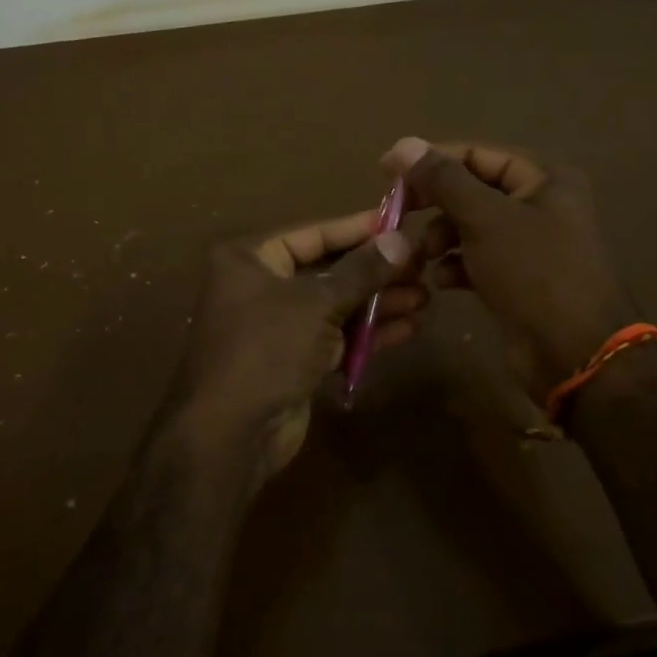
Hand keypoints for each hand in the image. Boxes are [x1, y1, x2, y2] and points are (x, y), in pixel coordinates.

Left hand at [171, 212, 424, 487]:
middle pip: (326, 269)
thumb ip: (361, 271)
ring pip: (334, 305)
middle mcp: (259, 286)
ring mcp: (276, 326)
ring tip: (424, 296)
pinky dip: (366, 333)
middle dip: (374, 271)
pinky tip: (407, 328)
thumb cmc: (267, 348)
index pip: (312, 233)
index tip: (400, 222)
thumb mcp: (317, 303)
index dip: (358, 228)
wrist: (232, 433)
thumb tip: (401, 239)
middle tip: (421, 265)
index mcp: (249, 259)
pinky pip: (334, 337)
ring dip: (377, 302)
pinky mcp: (292, 360)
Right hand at [382, 138, 638, 379]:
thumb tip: (403, 145)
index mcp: (544, 179)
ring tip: (423, 256)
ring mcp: (529, 245)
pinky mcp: (517, 279)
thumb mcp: (485, 219)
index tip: (386, 172)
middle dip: (435, 204)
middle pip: (471, 190)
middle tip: (398, 215)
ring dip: (440, 238)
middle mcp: (539, 205)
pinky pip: (476, 259)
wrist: (576, 354)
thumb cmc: (534, 273)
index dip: (430, 160)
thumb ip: (443, 180)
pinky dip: (455, 266)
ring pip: (469, 227)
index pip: (476, 154)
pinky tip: (442, 282)